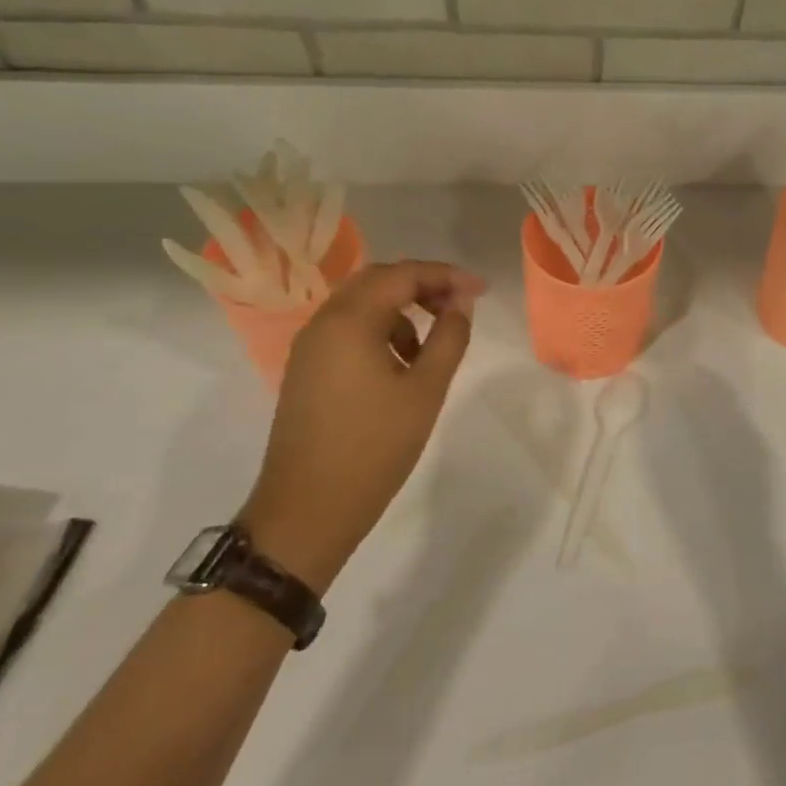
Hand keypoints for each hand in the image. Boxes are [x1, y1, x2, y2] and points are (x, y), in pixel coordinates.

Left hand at [242, 260, 485, 589]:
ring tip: (431, 347)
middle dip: (422, 286)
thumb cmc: (374, 447)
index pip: (402, 275)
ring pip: (360, 306)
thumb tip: (460, 305)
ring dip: (401, 311)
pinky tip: (400, 368)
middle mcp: (322, 324)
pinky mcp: (305, 372)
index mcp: (349, 321)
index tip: (480, 290)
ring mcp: (309, 349)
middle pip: (377, 282)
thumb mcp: (426, 390)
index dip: (446, 275)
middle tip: (458, 306)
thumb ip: (449, 338)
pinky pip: (347, 332)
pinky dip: (379, 332)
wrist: (308, 510)